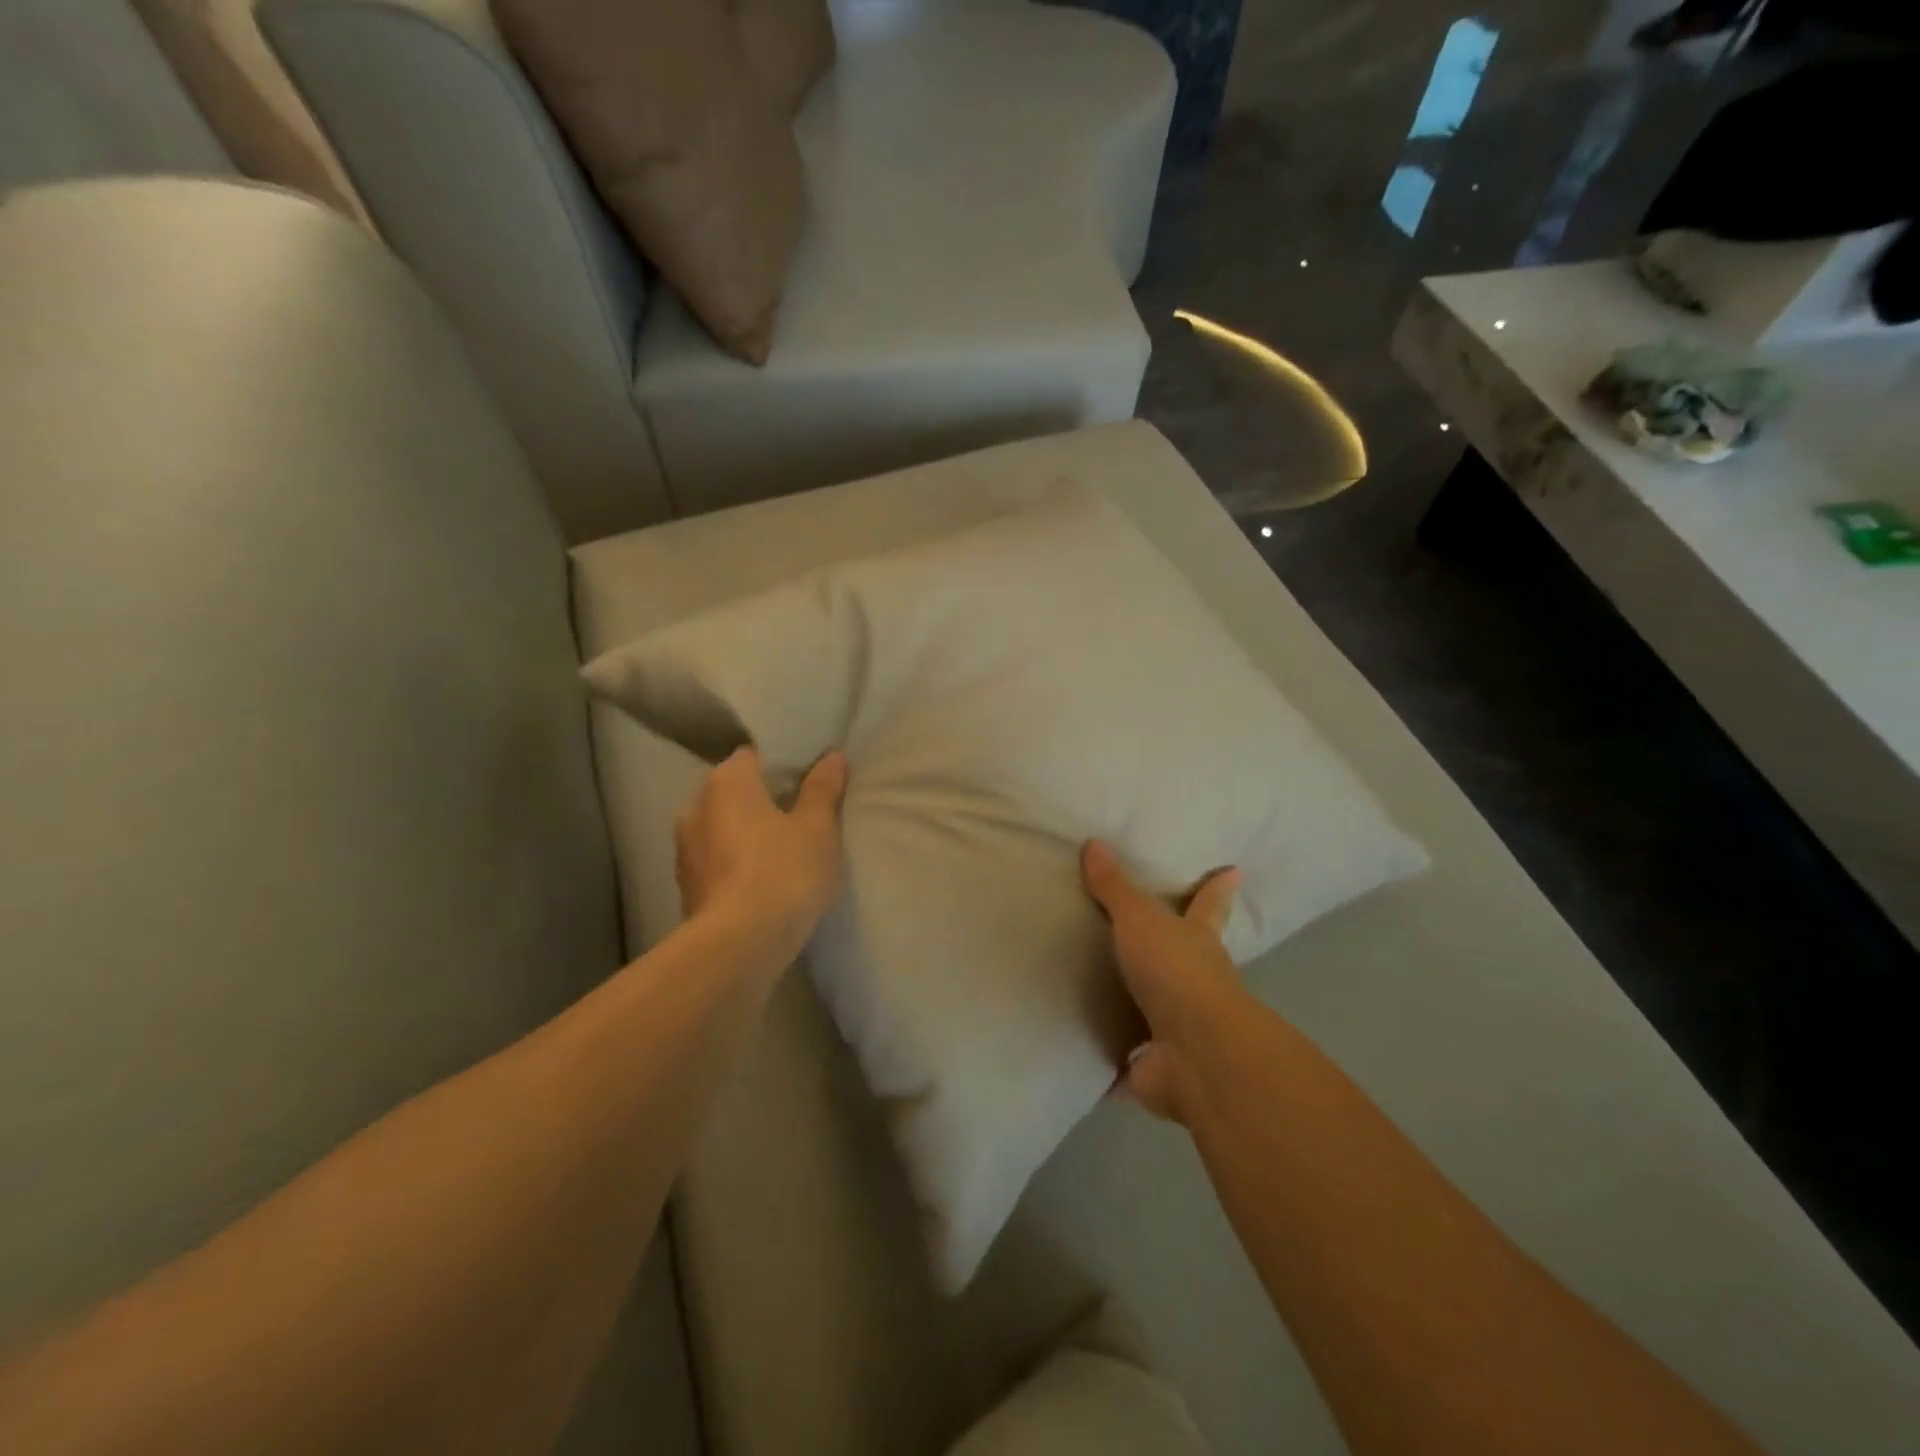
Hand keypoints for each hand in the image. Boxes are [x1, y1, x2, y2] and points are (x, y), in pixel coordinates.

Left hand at [677, 748, 848, 956]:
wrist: (739, 945)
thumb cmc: (783, 871)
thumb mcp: (818, 828)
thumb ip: (823, 789)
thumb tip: (831, 757)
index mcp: (726, 781)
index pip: (754, 756)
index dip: (783, 766)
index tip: (809, 781)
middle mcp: (695, 807)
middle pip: (736, 793)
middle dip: (763, 801)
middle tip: (801, 816)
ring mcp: (685, 850)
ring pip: (723, 830)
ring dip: (747, 836)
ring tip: (783, 852)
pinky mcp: (686, 888)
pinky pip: (717, 862)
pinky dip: (736, 865)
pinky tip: (762, 882)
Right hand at [1082, 839, 1246, 1124]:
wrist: (1196, 1053)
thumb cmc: (1175, 971)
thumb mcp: (1139, 919)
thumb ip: (1114, 887)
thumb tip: (1094, 842)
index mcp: (1197, 942)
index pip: (1208, 906)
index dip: (1217, 889)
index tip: (1234, 872)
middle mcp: (1196, 984)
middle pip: (1188, 960)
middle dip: (1178, 952)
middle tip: (1154, 940)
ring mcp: (1180, 1030)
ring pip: (1158, 1014)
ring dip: (1138, 1011)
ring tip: (1101, 1000)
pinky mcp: (1157, 1069)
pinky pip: (1127, 1065)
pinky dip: (1112, 1066)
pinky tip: (1087, 1062)